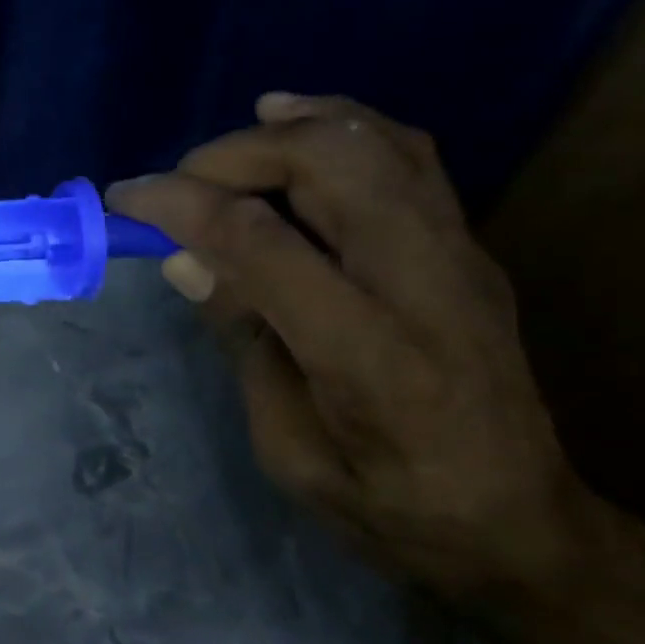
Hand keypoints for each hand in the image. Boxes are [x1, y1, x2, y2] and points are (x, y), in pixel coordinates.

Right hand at [109, 92, 586, 601]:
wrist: (517, 520)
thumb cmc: (387, 505)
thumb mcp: (288, 449)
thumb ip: (244, 341)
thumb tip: (186, 259)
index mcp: (370, 356)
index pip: (262, 242)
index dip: (182, 206)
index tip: (126, 200)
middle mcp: (424, 283)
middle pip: (327, 165)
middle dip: (233, 156)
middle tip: (176, 185)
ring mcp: (459, 255)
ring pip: (372, 142)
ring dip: (285, 129)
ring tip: (222, 148)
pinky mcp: (468, 245)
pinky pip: (404, 154)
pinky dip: (340, 124)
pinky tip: (293, 124)